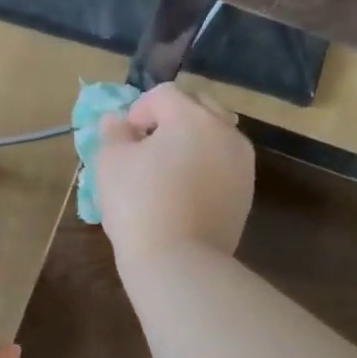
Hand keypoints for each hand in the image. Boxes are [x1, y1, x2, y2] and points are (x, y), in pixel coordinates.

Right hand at [96, 83, 254, 269]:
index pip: (163, 95)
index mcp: (192, 117)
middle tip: (147, 150)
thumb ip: (113, 133)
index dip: (138, 110)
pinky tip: (185, 195)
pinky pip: (223, 168)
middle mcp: (225, 131)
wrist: (179, 262)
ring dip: (192, 144)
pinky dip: (205, 170)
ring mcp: (242, 164)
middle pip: (197, 109)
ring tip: (168, 173)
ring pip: (215, 138)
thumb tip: (118, 122)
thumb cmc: (138, 206)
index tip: (123, 139)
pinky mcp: (246, 194)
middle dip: (171, 121)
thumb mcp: (110, 164)